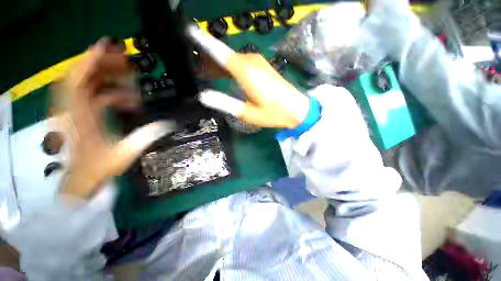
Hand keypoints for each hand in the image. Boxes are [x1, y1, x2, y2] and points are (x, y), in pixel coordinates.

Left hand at [54, 38, 174, 198]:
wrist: (80, 182)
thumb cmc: (98, 169)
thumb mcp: (124, 153)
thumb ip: (146, 136)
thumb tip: (169, 125)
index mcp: (80, 116)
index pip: (79, 81)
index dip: (90, 61)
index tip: (106, 47)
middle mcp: (73, 109)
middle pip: (82, 76)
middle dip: (103, 64)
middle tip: (127, 62)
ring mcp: (75, 111)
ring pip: (87, 84)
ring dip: (108, 78)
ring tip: (131, 80)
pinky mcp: (81, 115)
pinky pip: (94, 96)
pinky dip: (111, 94)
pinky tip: (128, 101)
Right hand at [187, 26, 309, 128]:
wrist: (297, 109)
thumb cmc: (273, 113)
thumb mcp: (247, 113)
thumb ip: (225, 103)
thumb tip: (203, 96)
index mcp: (246, 73)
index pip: (220, 52)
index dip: (204, 42)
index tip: (189, 32)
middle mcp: (251, 62)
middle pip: (224, 55)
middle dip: (209, 60)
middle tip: (195, 69)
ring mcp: (258, 63)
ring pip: (233, 59)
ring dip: (220, 65)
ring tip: (207, 73)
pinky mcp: (263, 67)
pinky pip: (241, 62)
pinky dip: (231, 67)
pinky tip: (225, 75)